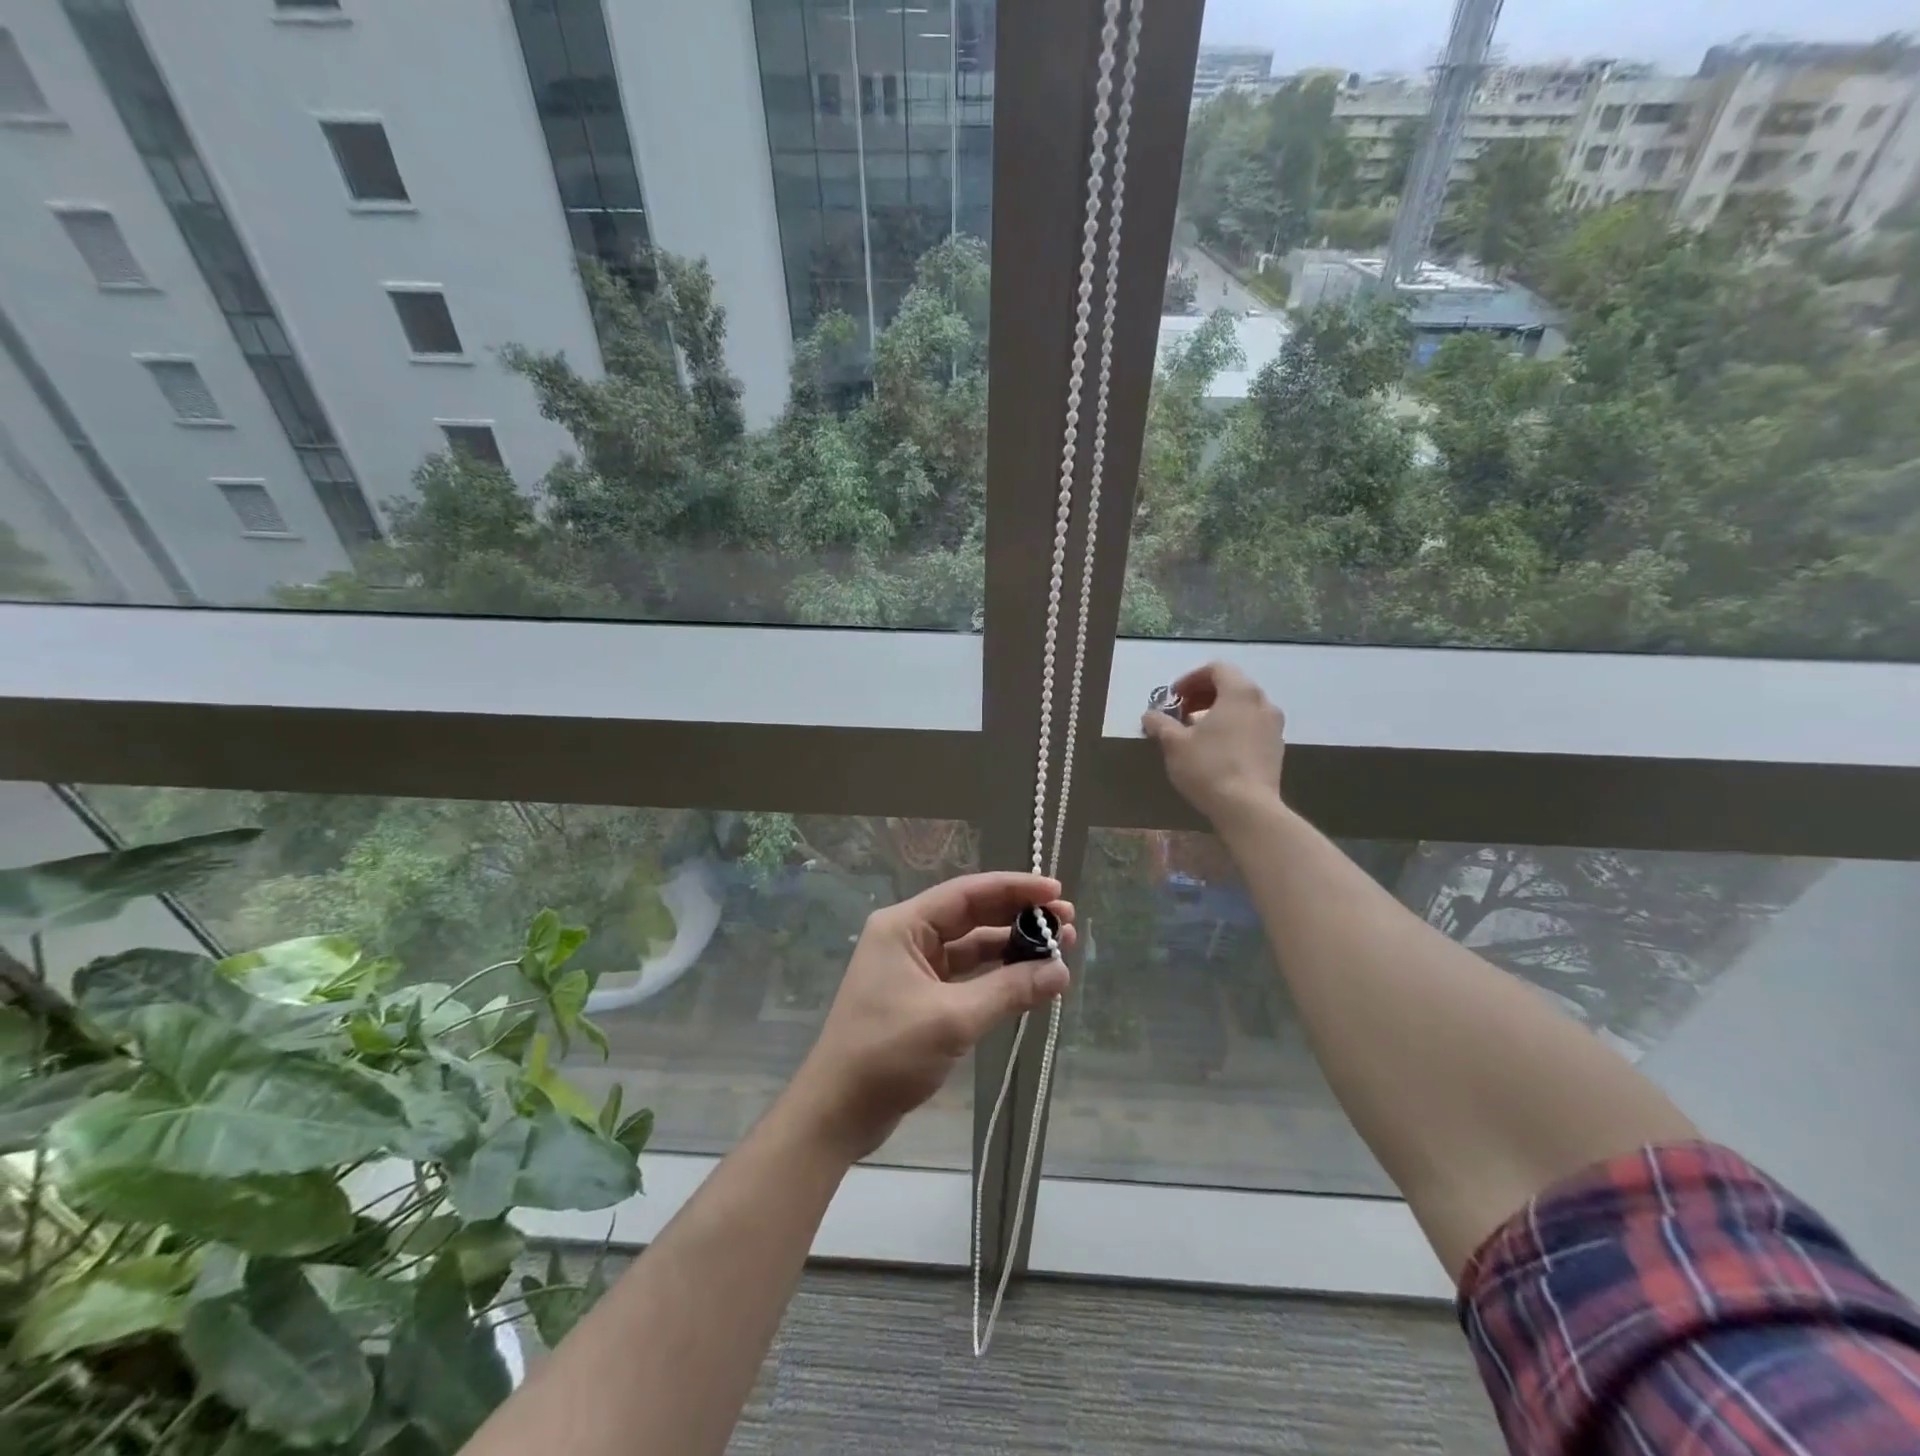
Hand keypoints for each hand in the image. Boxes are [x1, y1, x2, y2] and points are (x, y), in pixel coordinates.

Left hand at [788, 872, 1075, 1161]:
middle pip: (973, 916)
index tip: (1057, 892)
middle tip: (1066, 924)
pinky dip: (997, 977)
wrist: (837, 1112)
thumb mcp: (953, 1019)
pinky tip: (1030, 980)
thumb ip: (1009, 990)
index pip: (968, 893)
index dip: (1015, 889)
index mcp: (904, 926)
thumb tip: (1060, 971)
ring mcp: (914, 968)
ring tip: (1058, 950)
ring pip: (972, 947)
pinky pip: (967, 976)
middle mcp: (908, 937)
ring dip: (1012, 948)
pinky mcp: (921, 997)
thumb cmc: (887, 1053)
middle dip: (1019, 918)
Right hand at [1141, 662, 1286, 825]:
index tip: (1174, 697)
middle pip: (1232, 686)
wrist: (1248, 808)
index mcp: (1240, 693)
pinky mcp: (1277, 749)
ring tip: (1197, 733)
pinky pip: (1252, 727)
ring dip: (1218, 712)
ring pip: (1243, 708)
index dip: (1191, 678)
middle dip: (1203, 695)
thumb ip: (1160, 723)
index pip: (1217, 669)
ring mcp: (1274, 726)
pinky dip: (1233, 728)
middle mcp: (1263, 702)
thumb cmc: (1209, 767)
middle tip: (1182, 713)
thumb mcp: (1174, 743)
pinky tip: (1216, 750)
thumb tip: (1150, 715)